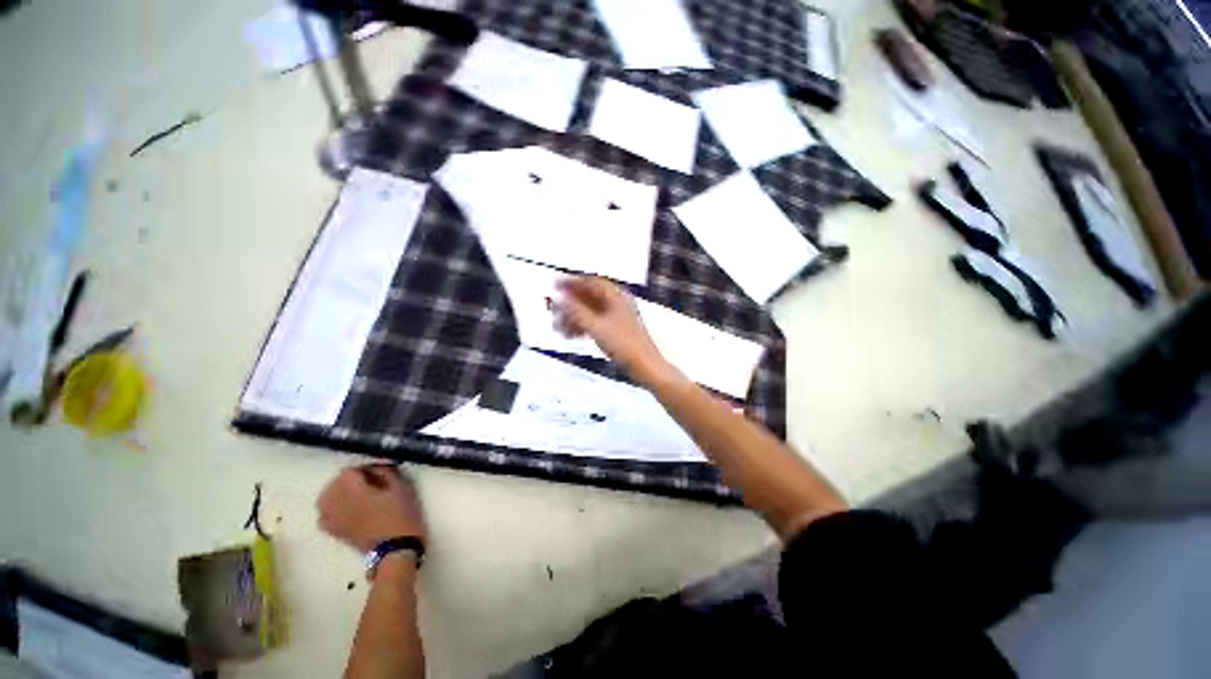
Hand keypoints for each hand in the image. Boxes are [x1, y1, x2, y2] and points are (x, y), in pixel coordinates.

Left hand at [317, 465, 426, 553]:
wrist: (396, 550)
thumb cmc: (402, 516)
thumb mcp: (402, 489)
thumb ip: (387, 474)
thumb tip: (377, 466)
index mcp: (355, 492)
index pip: (347, 472)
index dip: (362, 469)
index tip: (377, 471)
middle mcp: (339, 505)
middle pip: (332, 485)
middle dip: (348, 480)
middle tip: (368, 481)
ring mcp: (334, 521)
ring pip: (323, 500)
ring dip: (336, 493)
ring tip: (354, 494)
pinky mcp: (336, 533)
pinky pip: (323, 517)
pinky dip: (330, 510)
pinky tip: (344, 510)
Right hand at [553, 277, 674, 387]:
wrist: (644, 365)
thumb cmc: (623, 344)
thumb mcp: (596, 326)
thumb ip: (575, 310)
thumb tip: (558, 297)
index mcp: (615, 296)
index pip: (590, 282)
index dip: (571, 282)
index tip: (554, 285)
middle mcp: (617, 302)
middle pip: (589, 297)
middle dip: (570, 304)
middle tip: (553, 311)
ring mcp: (618, 316)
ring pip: (591, 311)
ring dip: (574, 317)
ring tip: (558, 329)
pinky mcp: (617, 330)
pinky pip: (596, 322)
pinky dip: (583, 326)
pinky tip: (571, 336)